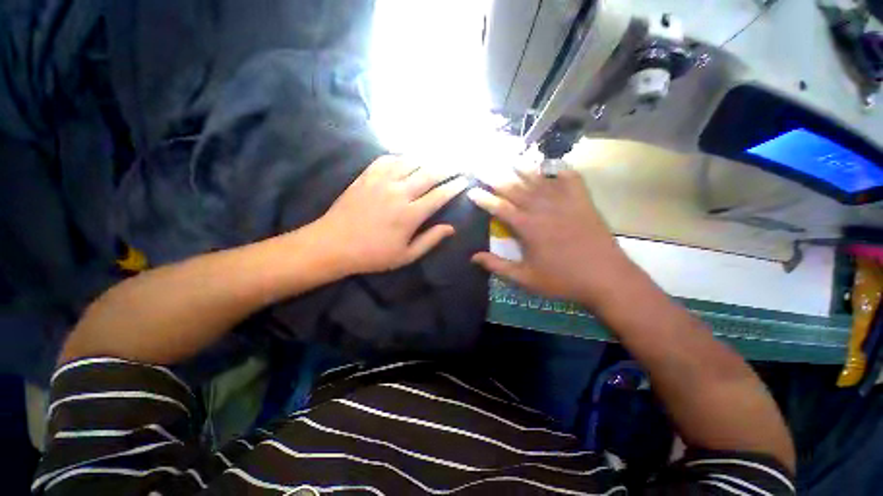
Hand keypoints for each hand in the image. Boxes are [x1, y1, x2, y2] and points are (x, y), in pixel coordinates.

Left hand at [312, 155, 469, 275]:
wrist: (334, 244)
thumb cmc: (373, 254)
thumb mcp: (406, 255)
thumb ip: (430, 240)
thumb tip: (451, 228)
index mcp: (410, 214)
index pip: (439, 195)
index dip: (455, 186)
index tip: (465, 181)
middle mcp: (399, 192)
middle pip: (429, 173)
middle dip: (447, 167)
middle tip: (459, 163)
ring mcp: (381, 181)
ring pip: (410, 162)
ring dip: (427, 158)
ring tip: (437, 158)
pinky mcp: (366, 176)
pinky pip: (387, 159)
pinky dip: (401, 156)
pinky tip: (406, 158)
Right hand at [468, 168, 633, 306]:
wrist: (606, 278)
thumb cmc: (562, 280)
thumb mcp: (525, 278)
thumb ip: (498, 266)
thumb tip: (473, 258)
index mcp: (527, 227)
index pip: (499, 208)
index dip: (483, 199)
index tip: (471, 191)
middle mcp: (543, 209)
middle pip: (515, 188)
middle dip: (496, 177)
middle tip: (483, 167)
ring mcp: (564, 202)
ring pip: (539, 180)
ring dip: (523, 169)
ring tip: (510, 159)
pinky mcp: (583, 202)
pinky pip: (570, 179)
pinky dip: (560, 170)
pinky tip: (552, 164)